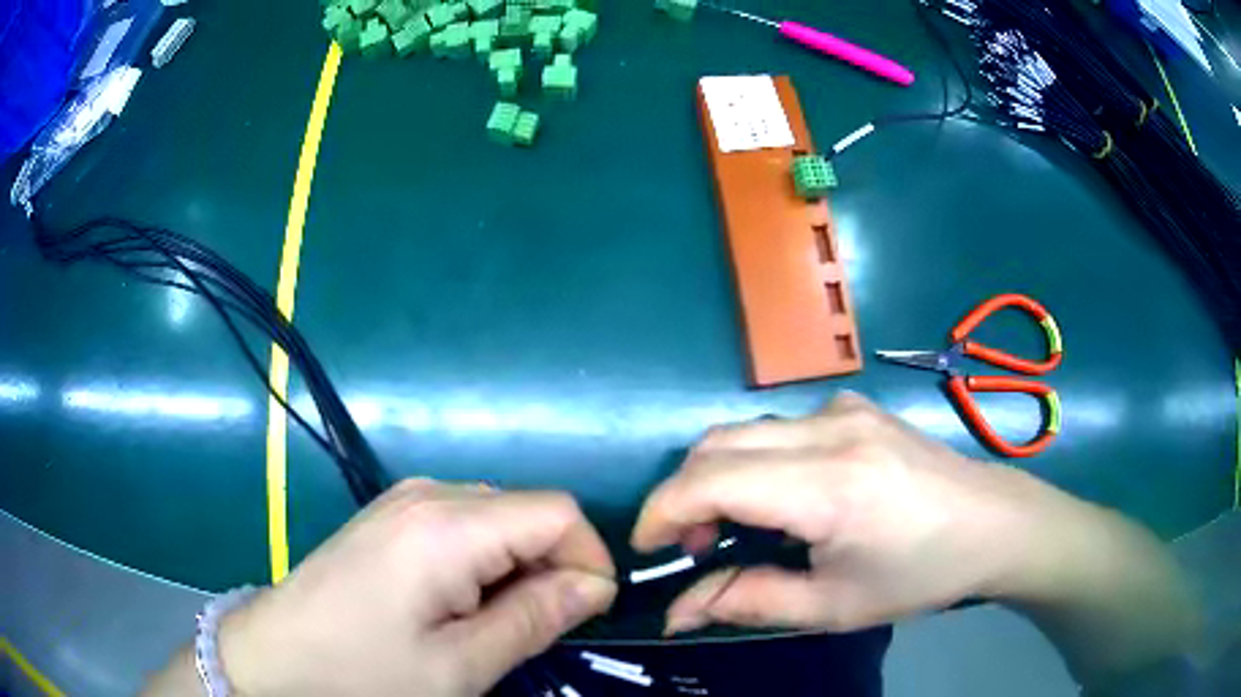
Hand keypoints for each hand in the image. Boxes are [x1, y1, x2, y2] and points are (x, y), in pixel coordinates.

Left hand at [219, 480, 616, 696]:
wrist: (274, 657)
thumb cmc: (364, 672)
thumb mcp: (460, 666)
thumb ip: (535, 619)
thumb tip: (596, 586)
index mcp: (447, 525)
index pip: (557, 513)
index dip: (588, 558)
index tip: (588, 612)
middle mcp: (428, 494)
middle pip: (526, 511)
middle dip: (551, 565)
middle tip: (535, 629)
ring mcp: (402, 501)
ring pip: (496, 518)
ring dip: (516, 567)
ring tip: (493, 622)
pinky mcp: (388, 517)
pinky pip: (460, 524)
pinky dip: (482, 561)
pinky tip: (456, 603)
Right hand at [631, 392, 1121, 634]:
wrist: (994, 523)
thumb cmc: (920, 575)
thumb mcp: (832, 607)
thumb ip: (747, 602)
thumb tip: (677, 612)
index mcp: (831, 485)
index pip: (712, 480)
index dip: (663, 511)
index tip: (649, 549)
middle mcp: (830, 428)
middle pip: (716, 443)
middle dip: (684, 495)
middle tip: (695, 548)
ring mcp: (844, 408)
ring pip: (743, 429)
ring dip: (717, 476)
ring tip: (735, 528)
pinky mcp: (854, 405)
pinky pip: (778, 425)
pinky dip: (753, 459)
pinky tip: (782, 497)